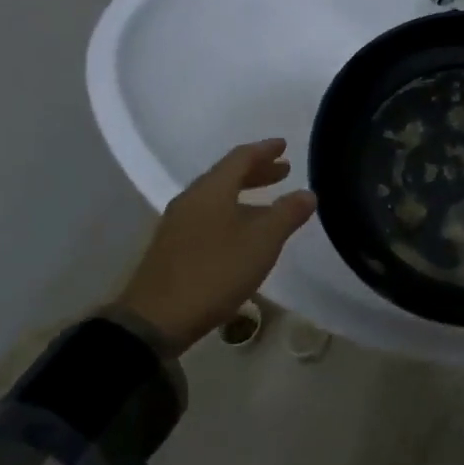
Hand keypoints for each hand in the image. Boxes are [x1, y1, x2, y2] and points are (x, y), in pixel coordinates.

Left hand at [121, 139, 317, 352]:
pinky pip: (208, 216)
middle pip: (227, 175)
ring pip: (217, 197)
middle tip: (283, 171)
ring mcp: (179, 223)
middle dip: (257, 171)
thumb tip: (307, 193)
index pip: (241, 157)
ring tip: (269, 203)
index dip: (265, 150)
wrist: (156, 319)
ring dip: (245, 194)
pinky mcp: (174, 247)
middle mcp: (192, 198)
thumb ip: (287, 214)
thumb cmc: (215, 272)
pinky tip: (243, 232)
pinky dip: (232, 212)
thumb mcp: (262, 242)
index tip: (284, 145)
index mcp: (212, 189)